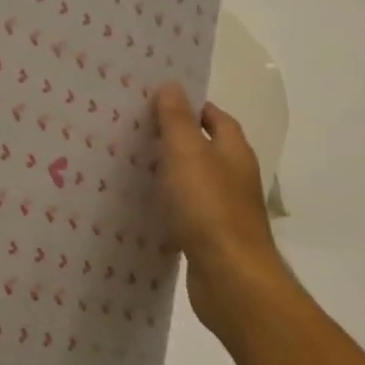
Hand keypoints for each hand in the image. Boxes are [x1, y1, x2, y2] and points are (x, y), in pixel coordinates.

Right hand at [155, 83, 299, 340]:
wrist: (231, 279)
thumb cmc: (209, 208)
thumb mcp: (187, 154)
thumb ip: (177, 119)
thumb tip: (172, 85)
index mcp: (234, 152)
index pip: (216, 117)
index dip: (191, 106)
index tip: (155, 100)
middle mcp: (234, 177)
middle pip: (205, 147)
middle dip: (175, 136)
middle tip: (134, 127)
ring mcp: (224, 209)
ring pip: (194, 179)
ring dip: (169, 170)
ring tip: (130, 161)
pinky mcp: (210, 237)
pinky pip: (186, 209)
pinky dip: (168, 201)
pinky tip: (143, 204)